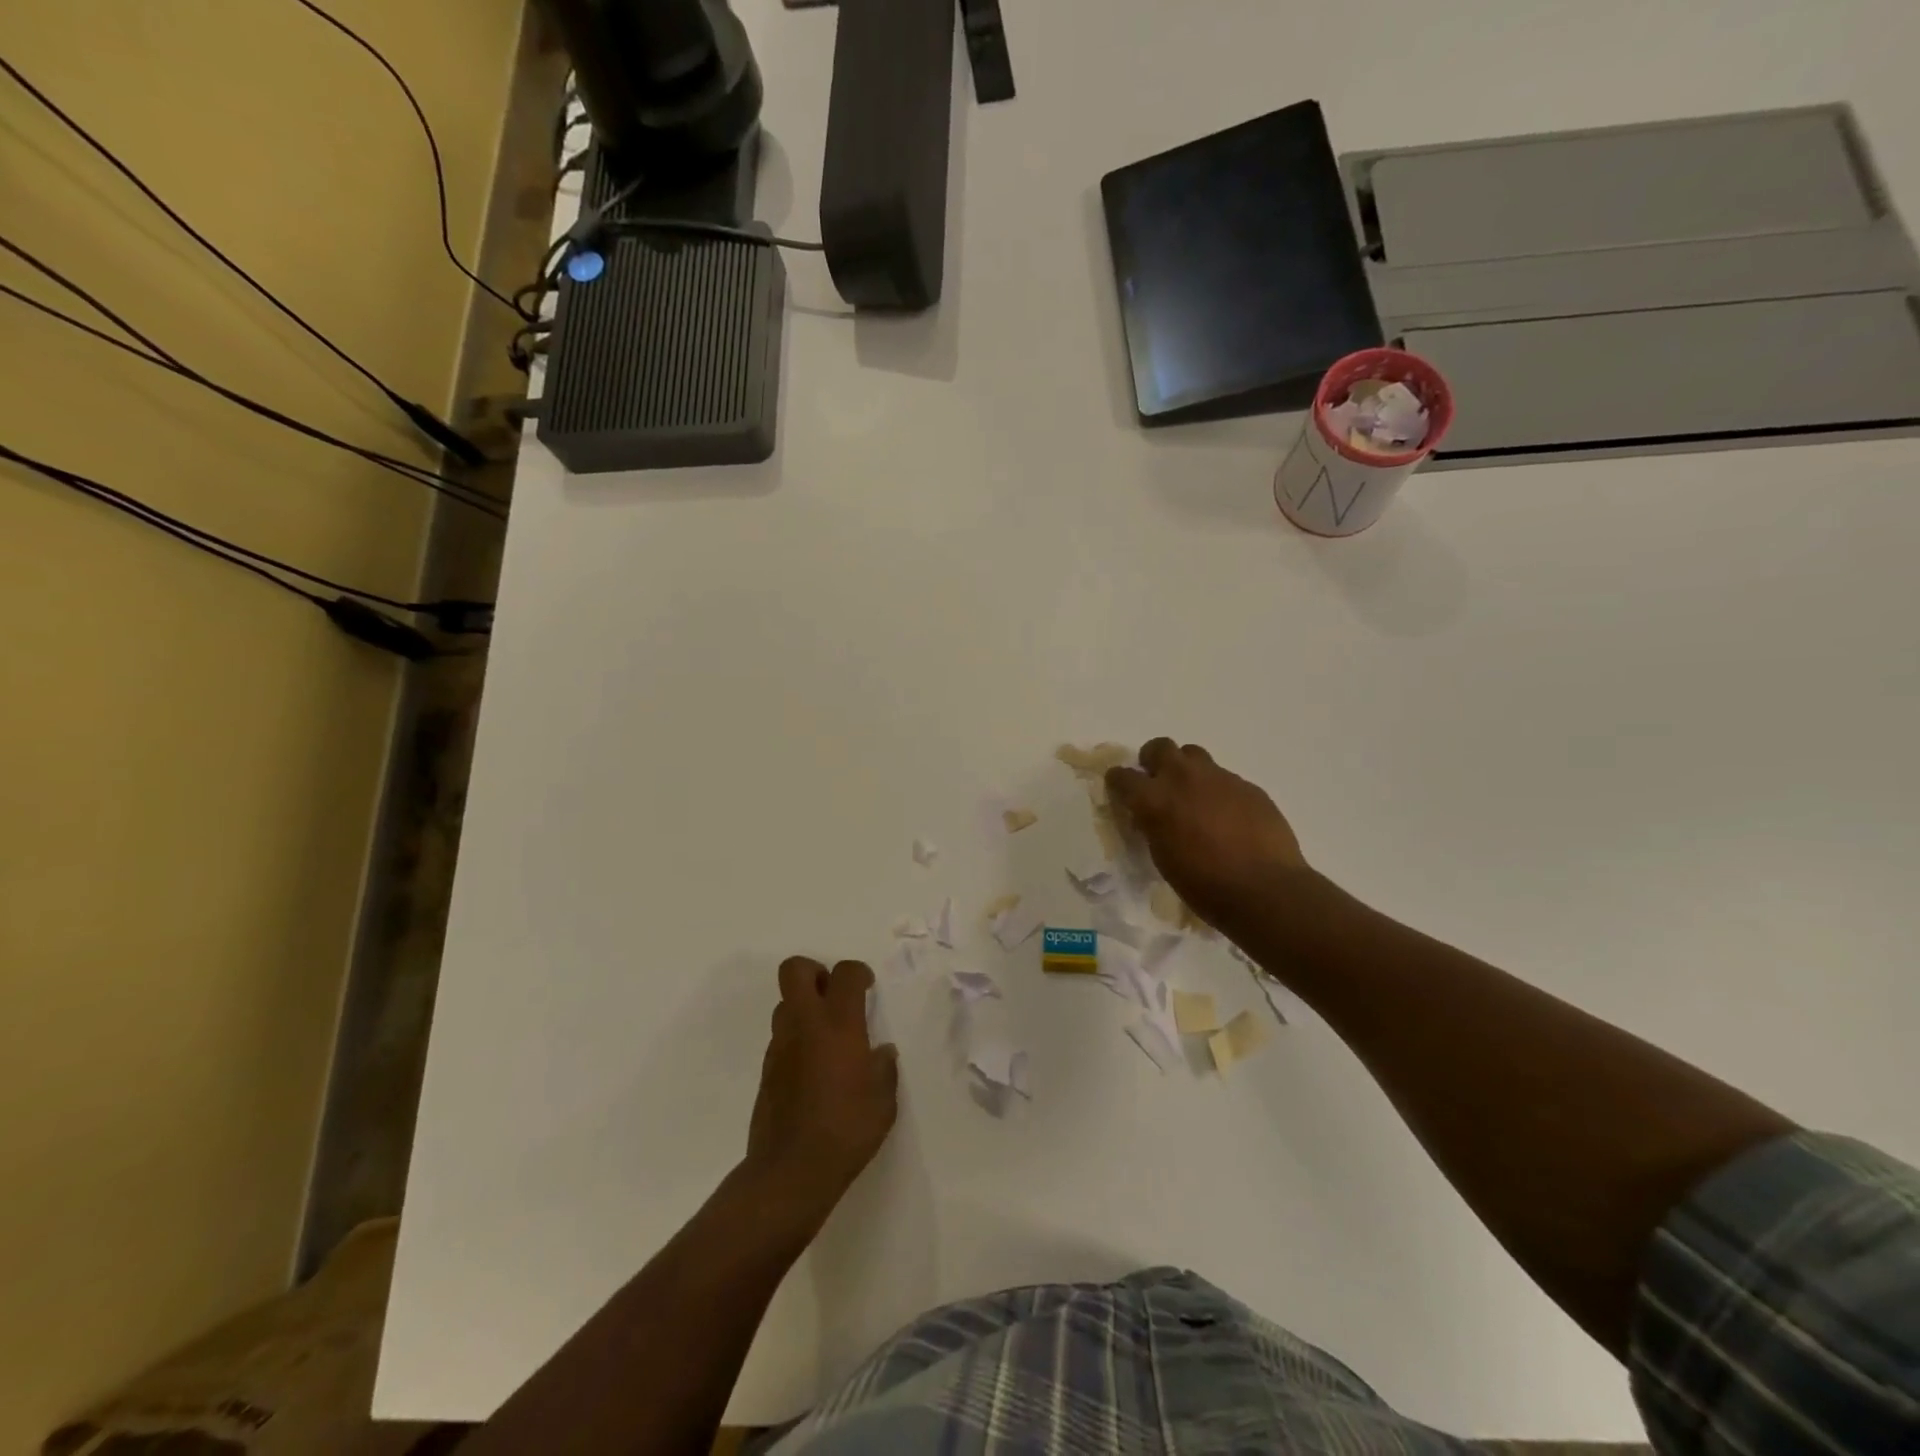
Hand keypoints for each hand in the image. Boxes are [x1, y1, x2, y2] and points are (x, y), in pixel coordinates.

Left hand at [746, 957, 897, 1220]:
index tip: (867, 988)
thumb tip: (881, 1053)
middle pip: (795, 970)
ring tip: (826, 1035)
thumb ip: (884, 1070)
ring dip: (804, 1008)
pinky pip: (781, 1037)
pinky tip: (813, 1068)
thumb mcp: (883, 1102)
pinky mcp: (767, 1070)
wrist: (791, 1171)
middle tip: (834, 995)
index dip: (858, 972)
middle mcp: (805, 1025)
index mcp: (839, 1025)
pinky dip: (796, 1039)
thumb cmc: (847, 1130)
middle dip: (815, 971)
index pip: (845, 973)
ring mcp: (780, 1046)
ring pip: (785, 1004)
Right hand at [1106, 738, 1307, 930]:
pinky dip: (1218, 791)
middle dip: (1154, 760)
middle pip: (1159, 747)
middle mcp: (1183, 778)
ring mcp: (1219, 778)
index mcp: (1154, 800)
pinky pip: (1225, 778)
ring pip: (1194, 755)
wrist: (1264, 889)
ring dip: (1188, 770)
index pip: (1122, 776)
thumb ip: (1153, 826)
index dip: (1119, 783)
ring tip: (1194, 796)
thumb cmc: (1204, 885)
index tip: (1122, 792)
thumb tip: (1153, 817)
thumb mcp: (1163, 857)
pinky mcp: (1248, 786)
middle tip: (1159, 783)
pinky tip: (1229, 817)